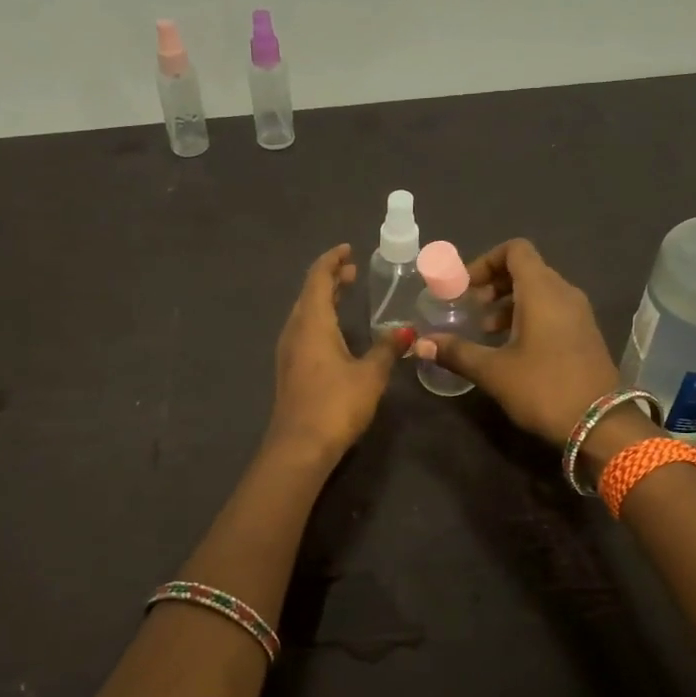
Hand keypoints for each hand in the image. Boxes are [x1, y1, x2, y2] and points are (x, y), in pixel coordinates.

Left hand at [268, 245, 411, 460]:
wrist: (300, 446)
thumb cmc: (336, 404)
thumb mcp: (370, 374)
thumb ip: (387, 349)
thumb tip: (407, 331)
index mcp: (312, 322)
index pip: (318, 279)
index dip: (332, 261)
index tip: (348, 250)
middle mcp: (295, 330)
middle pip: (309, 294)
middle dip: (329, 279)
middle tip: (352, 271)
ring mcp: (288, 351)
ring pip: (304, 313)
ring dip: (324, 300)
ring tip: (345, 294)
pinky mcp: (290, 370)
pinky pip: (303, 331)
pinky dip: (320, 319)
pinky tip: (335, 332)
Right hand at [428, 239, 621, 445]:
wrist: (601, 425)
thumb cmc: (544, 389)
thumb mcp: (494, 371)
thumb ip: (456, 352)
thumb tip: (420, 343)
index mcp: (542, 291)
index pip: (515, 250)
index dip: (485, 261)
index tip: (465, 287)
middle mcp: (564, 293)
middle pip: (526, 269)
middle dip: (494, 284)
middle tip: (471, 308)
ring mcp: (579, 314)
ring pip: (540, 291)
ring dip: (509, 303)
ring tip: (486, 330)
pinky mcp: (584, 334)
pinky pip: (552, 310)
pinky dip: (528, 317)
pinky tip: (511, 348)